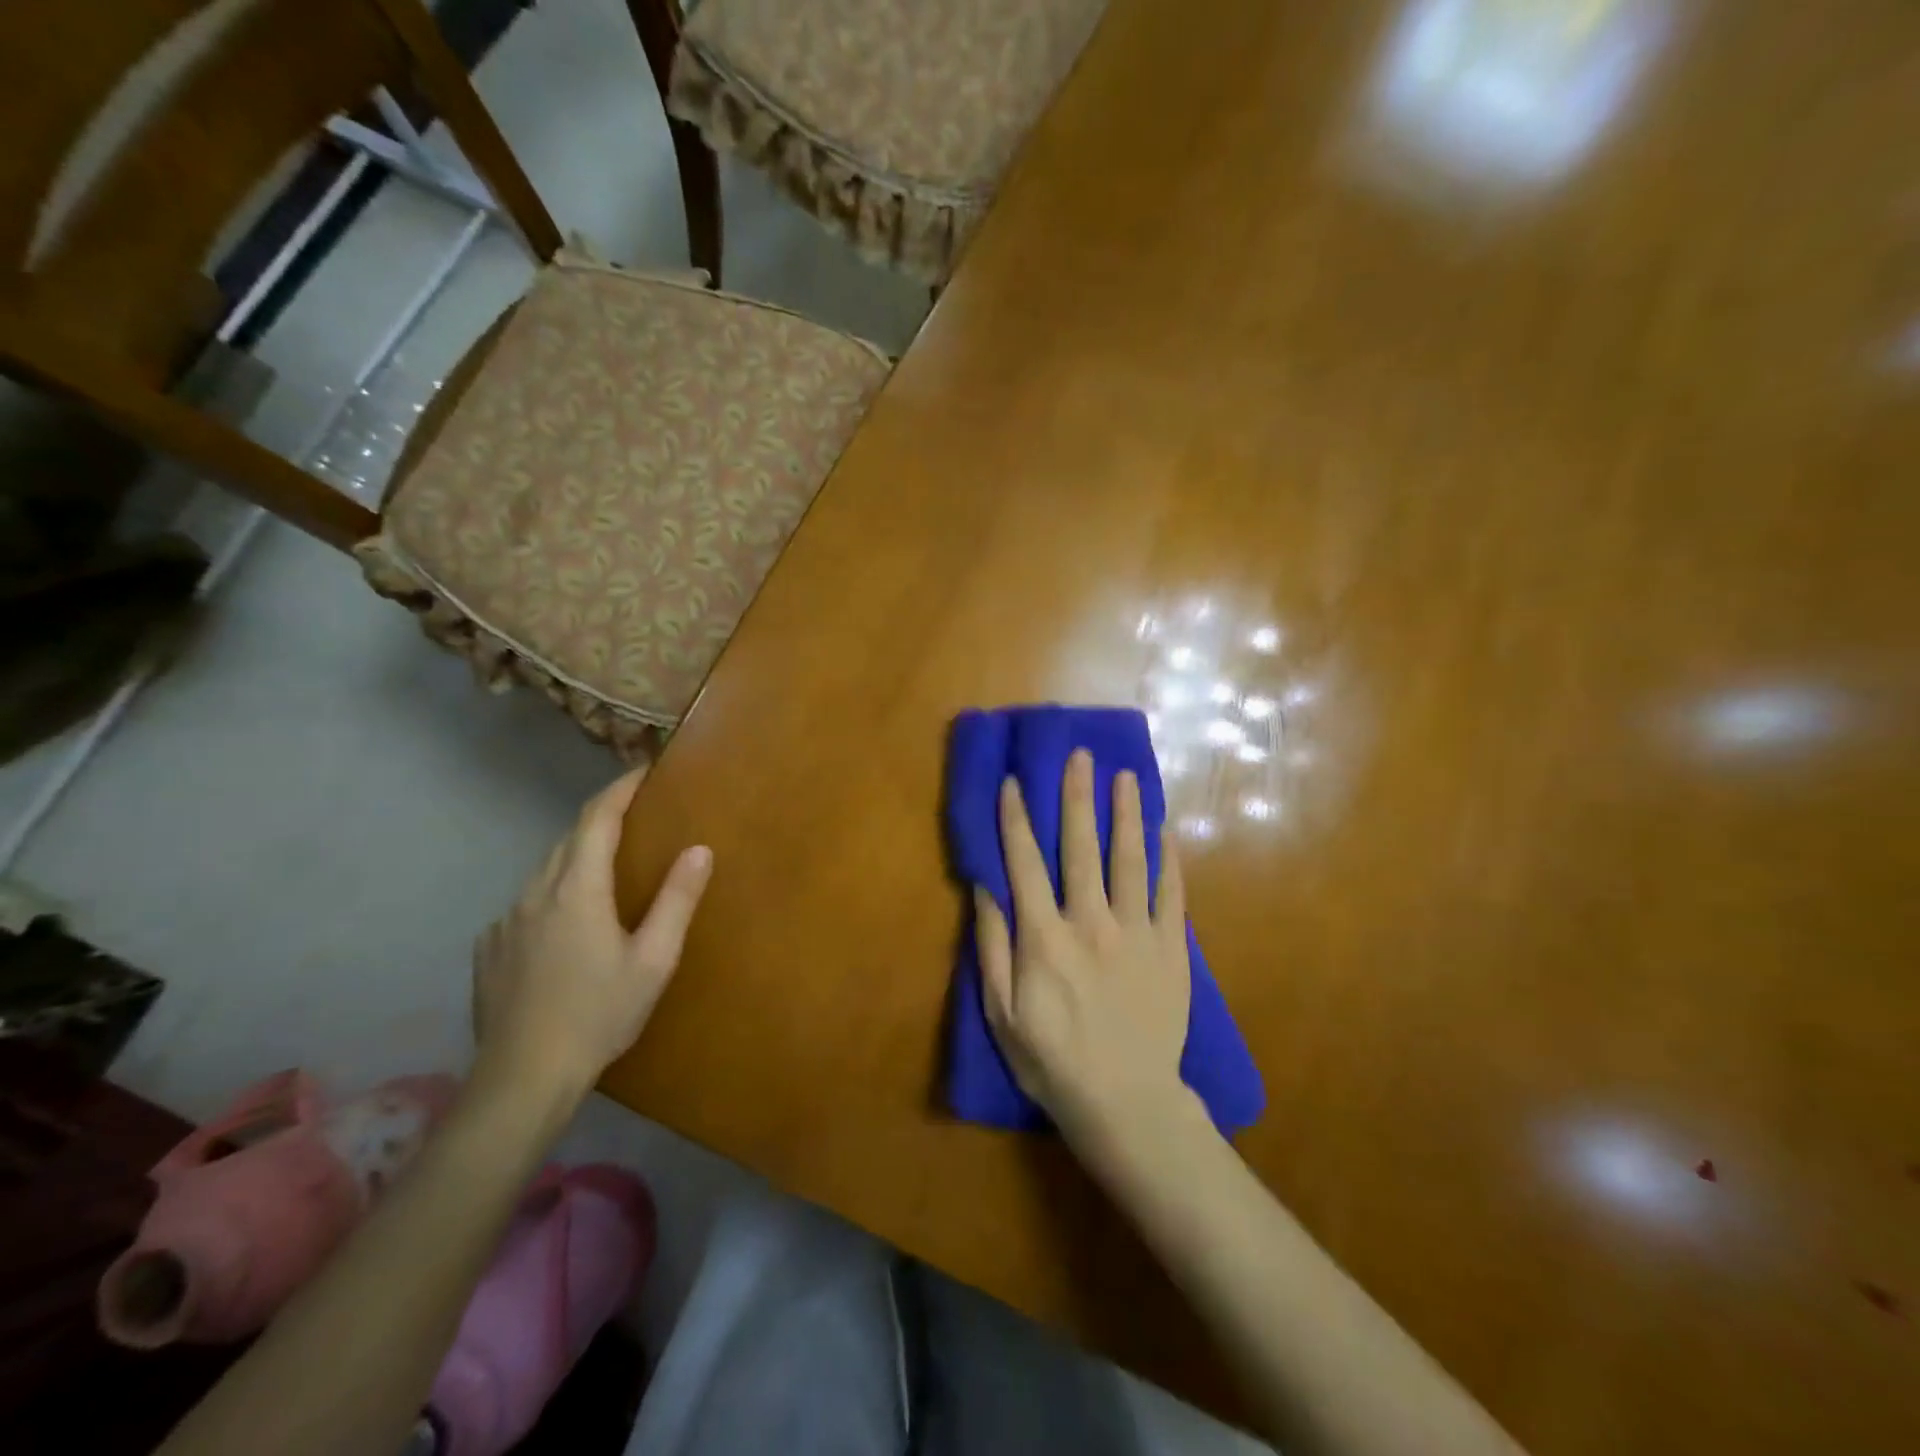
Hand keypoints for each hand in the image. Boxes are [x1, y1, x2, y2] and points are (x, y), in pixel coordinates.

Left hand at [472, 769, 711, 1100]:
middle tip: (635, 816)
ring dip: (577, 857)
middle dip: (602, 819)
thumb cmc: (600, 1014)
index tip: (643, 771)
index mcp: (577, 890)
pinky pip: (526, 904)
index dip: (620, 789)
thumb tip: (700, 848)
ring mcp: (505, 921)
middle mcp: (535, 893)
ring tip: (606, 868)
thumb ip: (677, 900)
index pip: (597, 819)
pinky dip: (553, 894)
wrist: (523, 1078)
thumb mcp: (654, 959)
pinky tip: (567, 923)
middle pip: (569, 839)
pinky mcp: (489, 949)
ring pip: (545, 871)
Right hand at [974, 749, 1193, 1146]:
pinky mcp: (1171, 948)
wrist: (1127, 1103)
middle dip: (1078, 796)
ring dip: (1125, 814)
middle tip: (1081, 755)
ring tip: (1124, 776)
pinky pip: (1171, 893)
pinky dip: (1168, 858)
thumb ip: (993, 948)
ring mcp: (1137, 933)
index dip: (1016, 819)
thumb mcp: (1002, 1013)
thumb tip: (985, 889)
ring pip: (1130, 859)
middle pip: (1081, 847)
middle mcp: (1091, 923)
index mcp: (1044, 938)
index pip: (1025, 864)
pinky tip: (1166, 829)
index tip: (1014, 782)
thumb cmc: (1053, 1061)